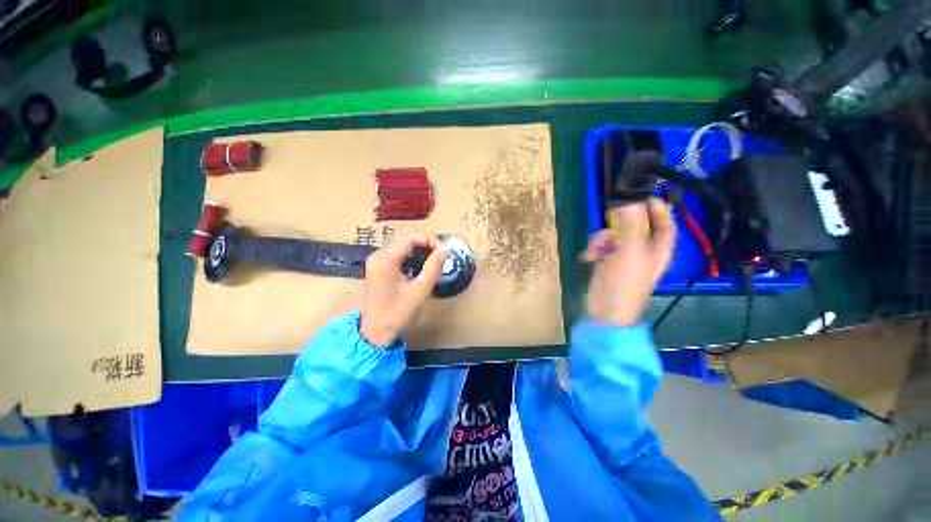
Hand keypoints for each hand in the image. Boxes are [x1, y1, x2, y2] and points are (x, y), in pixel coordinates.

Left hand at [360, 233, 448, 346]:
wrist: (375, 332)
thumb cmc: (398, 313)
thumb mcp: (420, 291)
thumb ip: (433, 268)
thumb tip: (445, 249)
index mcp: (385, 260)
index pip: (410, 238)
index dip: (430, 240)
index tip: (443, 252)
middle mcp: (378, 256)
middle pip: (404, 239)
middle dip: (425, 244)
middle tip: (440, 256)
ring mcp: (376, 261)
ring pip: (400, 245)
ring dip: (418, 249)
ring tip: (433, 261)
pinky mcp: (378, 268)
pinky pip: (396, 254)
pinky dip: (410, 256)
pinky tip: (420, 266)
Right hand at [581, 198, 675, 326]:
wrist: (605, 312)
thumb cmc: (624, 284)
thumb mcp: (629, 252)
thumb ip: (630, 225)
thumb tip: (629, 200)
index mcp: (658, 248)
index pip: (664, 222)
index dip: (657, 207)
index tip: (641, 195)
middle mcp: (643, 250)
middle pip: (635, 225)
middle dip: (619, 223)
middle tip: (609, 219)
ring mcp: (624, 256)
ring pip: (614, 234)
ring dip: (602, 238)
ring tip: (595, 249)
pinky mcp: (607, 261)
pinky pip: (602, 246)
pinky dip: (594, 248)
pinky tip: (589, 256)